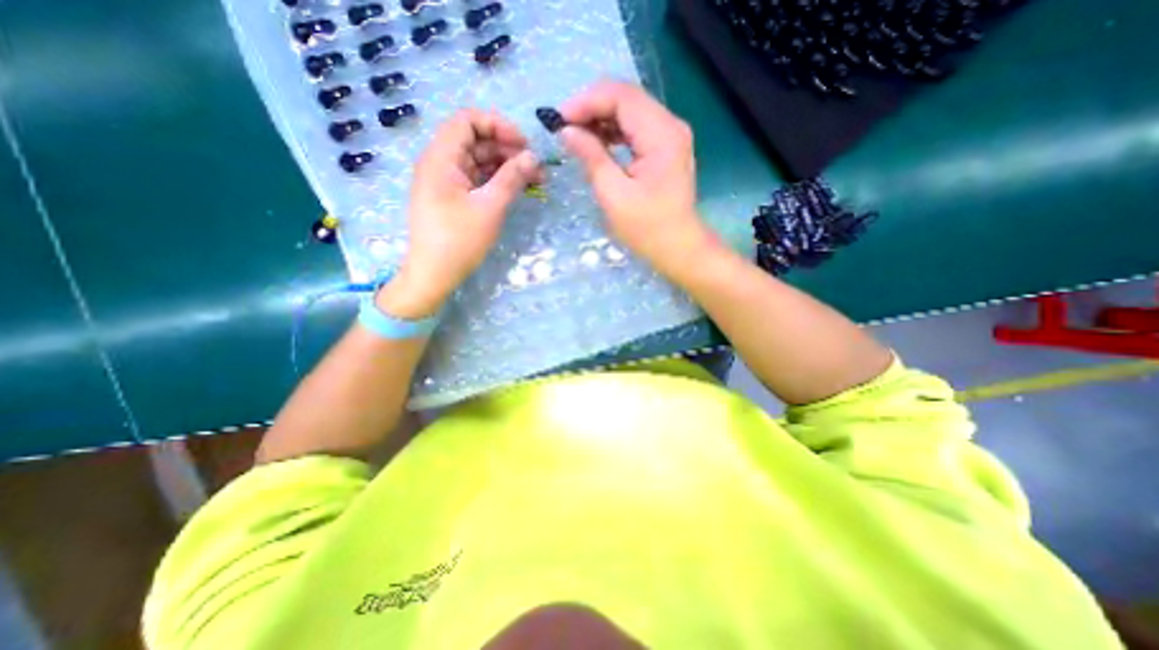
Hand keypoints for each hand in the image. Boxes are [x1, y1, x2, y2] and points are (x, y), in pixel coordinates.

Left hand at [380, 109, 544, 319]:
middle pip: (476, 141)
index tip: (524, 145)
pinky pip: (477, 179)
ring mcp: (446, 181)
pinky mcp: (453, 198)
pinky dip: (496, 181)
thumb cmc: (459, 240)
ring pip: (479, 161)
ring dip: (506, 167)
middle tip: (535, 166)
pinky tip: (517, 189)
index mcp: (441, 158)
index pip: (468, 120)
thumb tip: (532, 157)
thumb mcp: (490, 207)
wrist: (434, 274)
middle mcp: (441, 163)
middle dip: (508, 149)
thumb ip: (511, 178)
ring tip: (534, 179)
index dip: (498, 126)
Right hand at [559, 79, 716, 273]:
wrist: (679, 248)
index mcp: (661, 134)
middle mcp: (670, 125)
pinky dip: (614, 132)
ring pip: (631, 111)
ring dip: (601, 119)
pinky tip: (597, 143)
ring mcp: (671, 135)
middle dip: (592, 107)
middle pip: (627, 98)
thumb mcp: (613, 195)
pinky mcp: (667, 148)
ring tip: (576, 135)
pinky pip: (637, 128)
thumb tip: (567, 131)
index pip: (621, 96)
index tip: (558, 120)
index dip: (586, 101)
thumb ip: (591, 157)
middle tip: (564, 127)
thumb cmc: (647, 228)